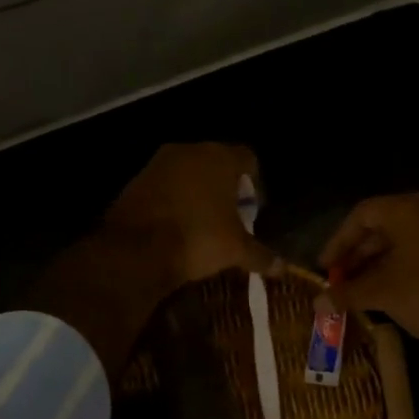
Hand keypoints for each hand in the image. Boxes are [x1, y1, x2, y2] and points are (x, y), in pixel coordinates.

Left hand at [102, 143, 280, 291]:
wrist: (136, 248)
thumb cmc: (198, 238)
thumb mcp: (235, 250)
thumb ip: (260, 255)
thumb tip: (282, 268)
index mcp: (221, 158)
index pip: (248, 159)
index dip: (255, 183)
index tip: (253, 208)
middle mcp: (190, 150)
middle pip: (216, 162)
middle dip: (225, 186)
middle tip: (229, 215)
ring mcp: (159, 163)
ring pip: (188, 172)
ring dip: (196, 190)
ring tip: (202, 221)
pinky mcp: (136, 178)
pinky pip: (164, 184)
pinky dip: (173, 198)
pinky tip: (175, 223)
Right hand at [319, 194, 418, 360]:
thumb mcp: (381, 293)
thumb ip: (346, 292)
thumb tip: (317, 303)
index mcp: (411, 208)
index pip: (363, 214)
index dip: (339, 241)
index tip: (326, 266)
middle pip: (385, 225)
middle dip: (358, 254)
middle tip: (339, 279)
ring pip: (406, 239)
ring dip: (379, 262)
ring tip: (359, 289)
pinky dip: (403, 265)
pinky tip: (388, 290)